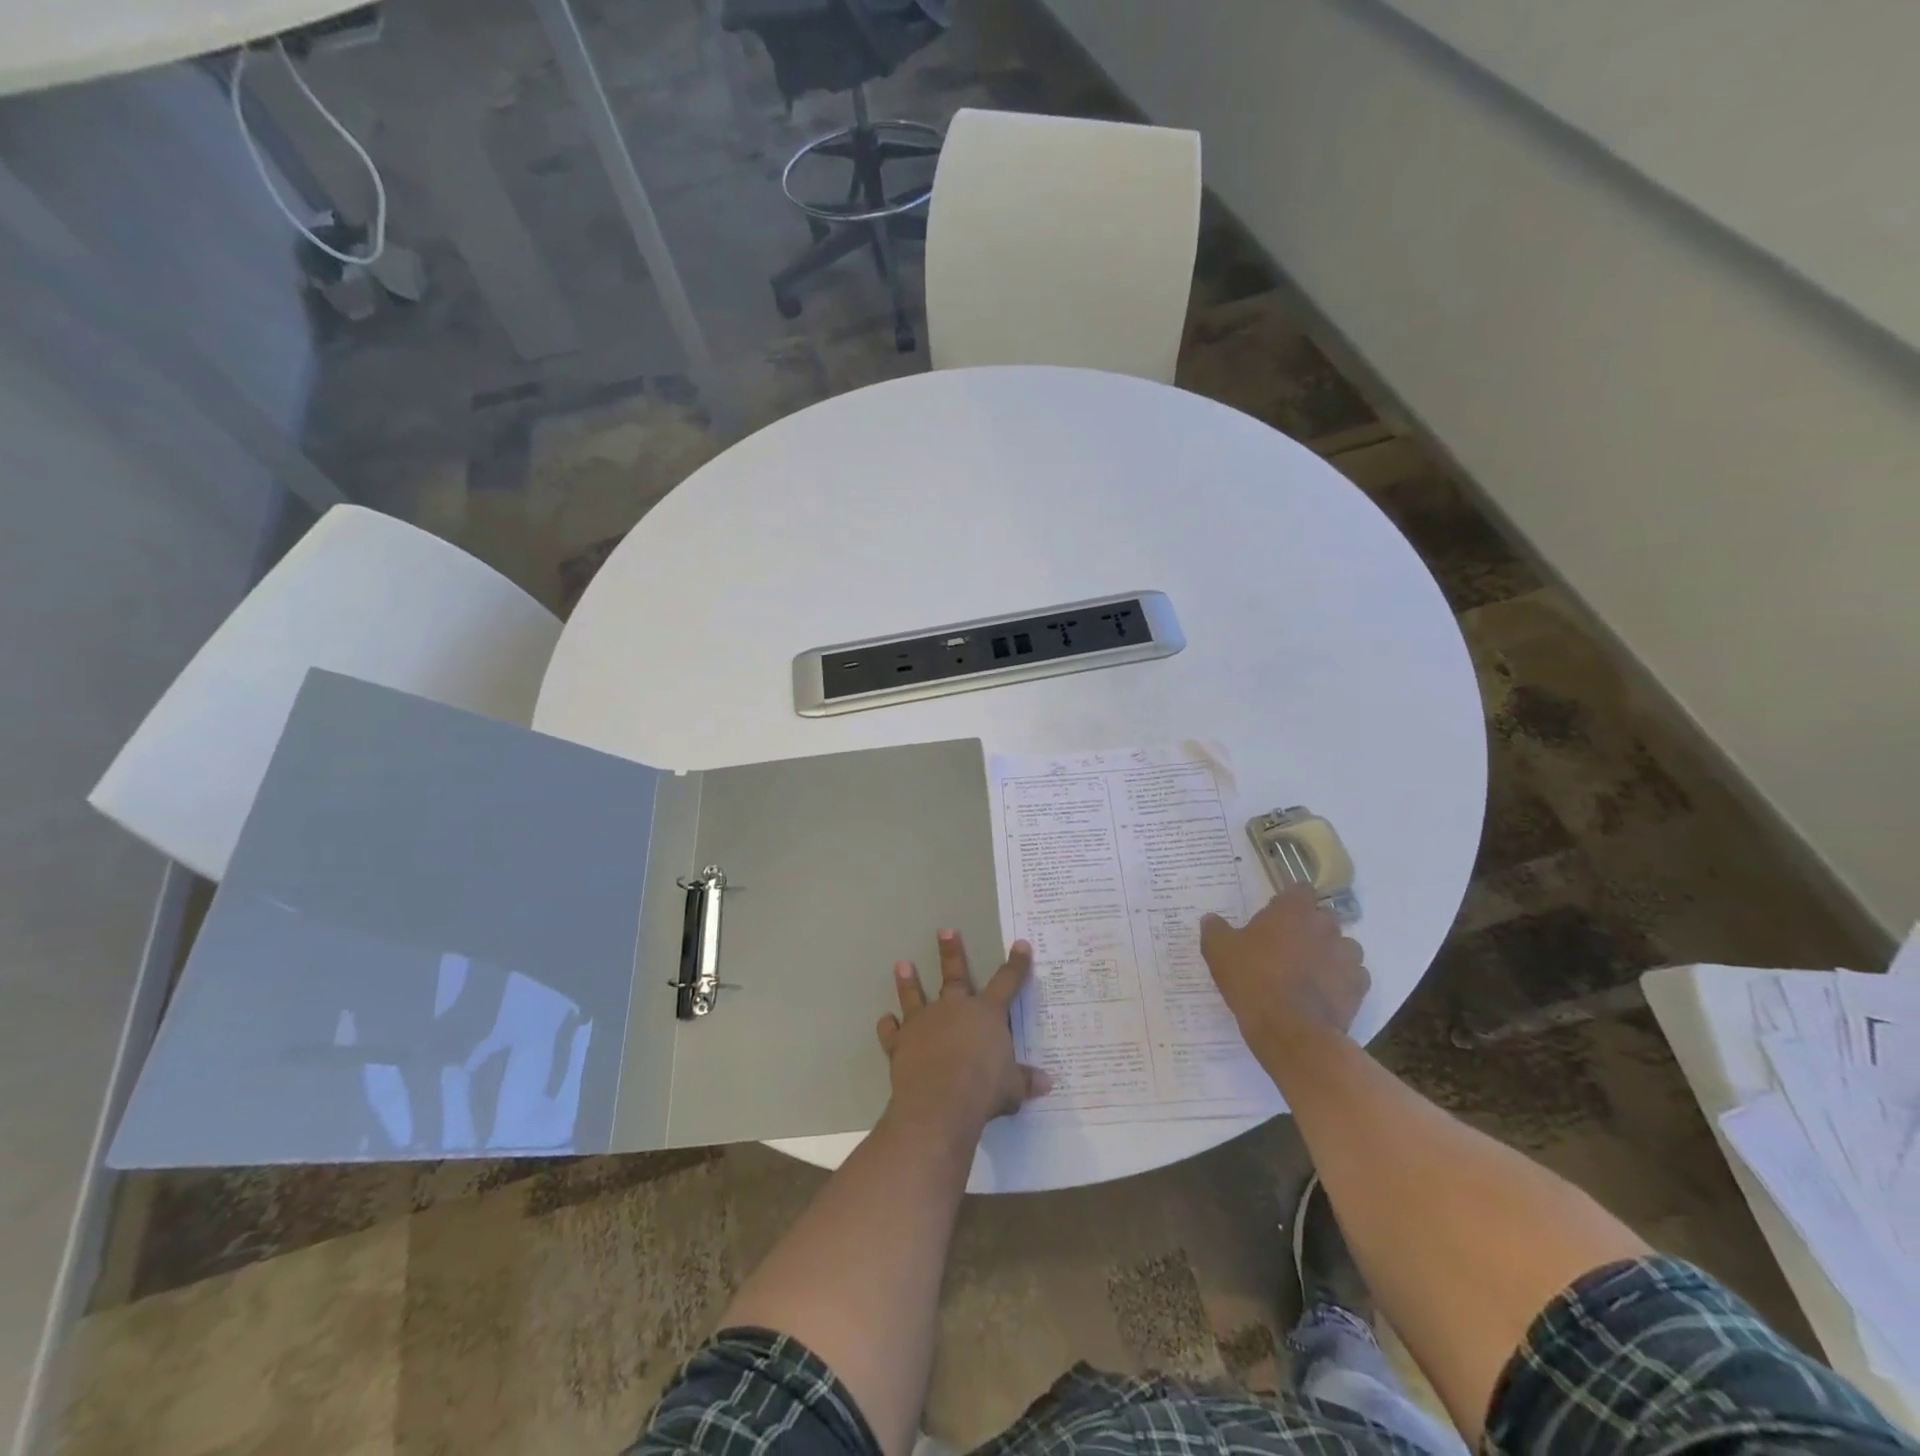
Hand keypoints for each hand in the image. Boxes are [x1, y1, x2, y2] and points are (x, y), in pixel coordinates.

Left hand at [876, 930, 1051, 1139]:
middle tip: (944, 930)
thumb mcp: (1012, 1088)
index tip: (1021, 945)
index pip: (1007, 982)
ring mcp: (924, 1022)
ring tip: (902, 965)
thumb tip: (1047, 1082)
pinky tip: (885, 1021)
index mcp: (987, 1014)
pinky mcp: (901, 1042)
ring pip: (915, 996)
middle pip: (955, 975)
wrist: (939, 1102)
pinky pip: (892, 1032)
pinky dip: (888, 1027)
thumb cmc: (983, 1089)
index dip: (1016, 964)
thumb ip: (1026, 1080)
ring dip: (908, 982)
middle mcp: (954, 1009)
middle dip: (951, 952)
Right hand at [1201, 887, 1369, 1044]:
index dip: (1289, 901)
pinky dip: (1341, 980)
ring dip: (1328, 952)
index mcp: (1293, 910)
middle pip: (1323, 917)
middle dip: (1309, 927)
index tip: (1275, 915)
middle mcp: (1325, 926)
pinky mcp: (1359, 987)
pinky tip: (1322, 993)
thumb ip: (1215, 929)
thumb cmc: (1252, 980)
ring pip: (1342, 945)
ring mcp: (1346, 957)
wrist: (1291, 1030)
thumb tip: (1211, 919)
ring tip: (1307, 970)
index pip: (1301, 889)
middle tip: (1286, 945)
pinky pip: (1353, 975)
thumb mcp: (1218, 951)